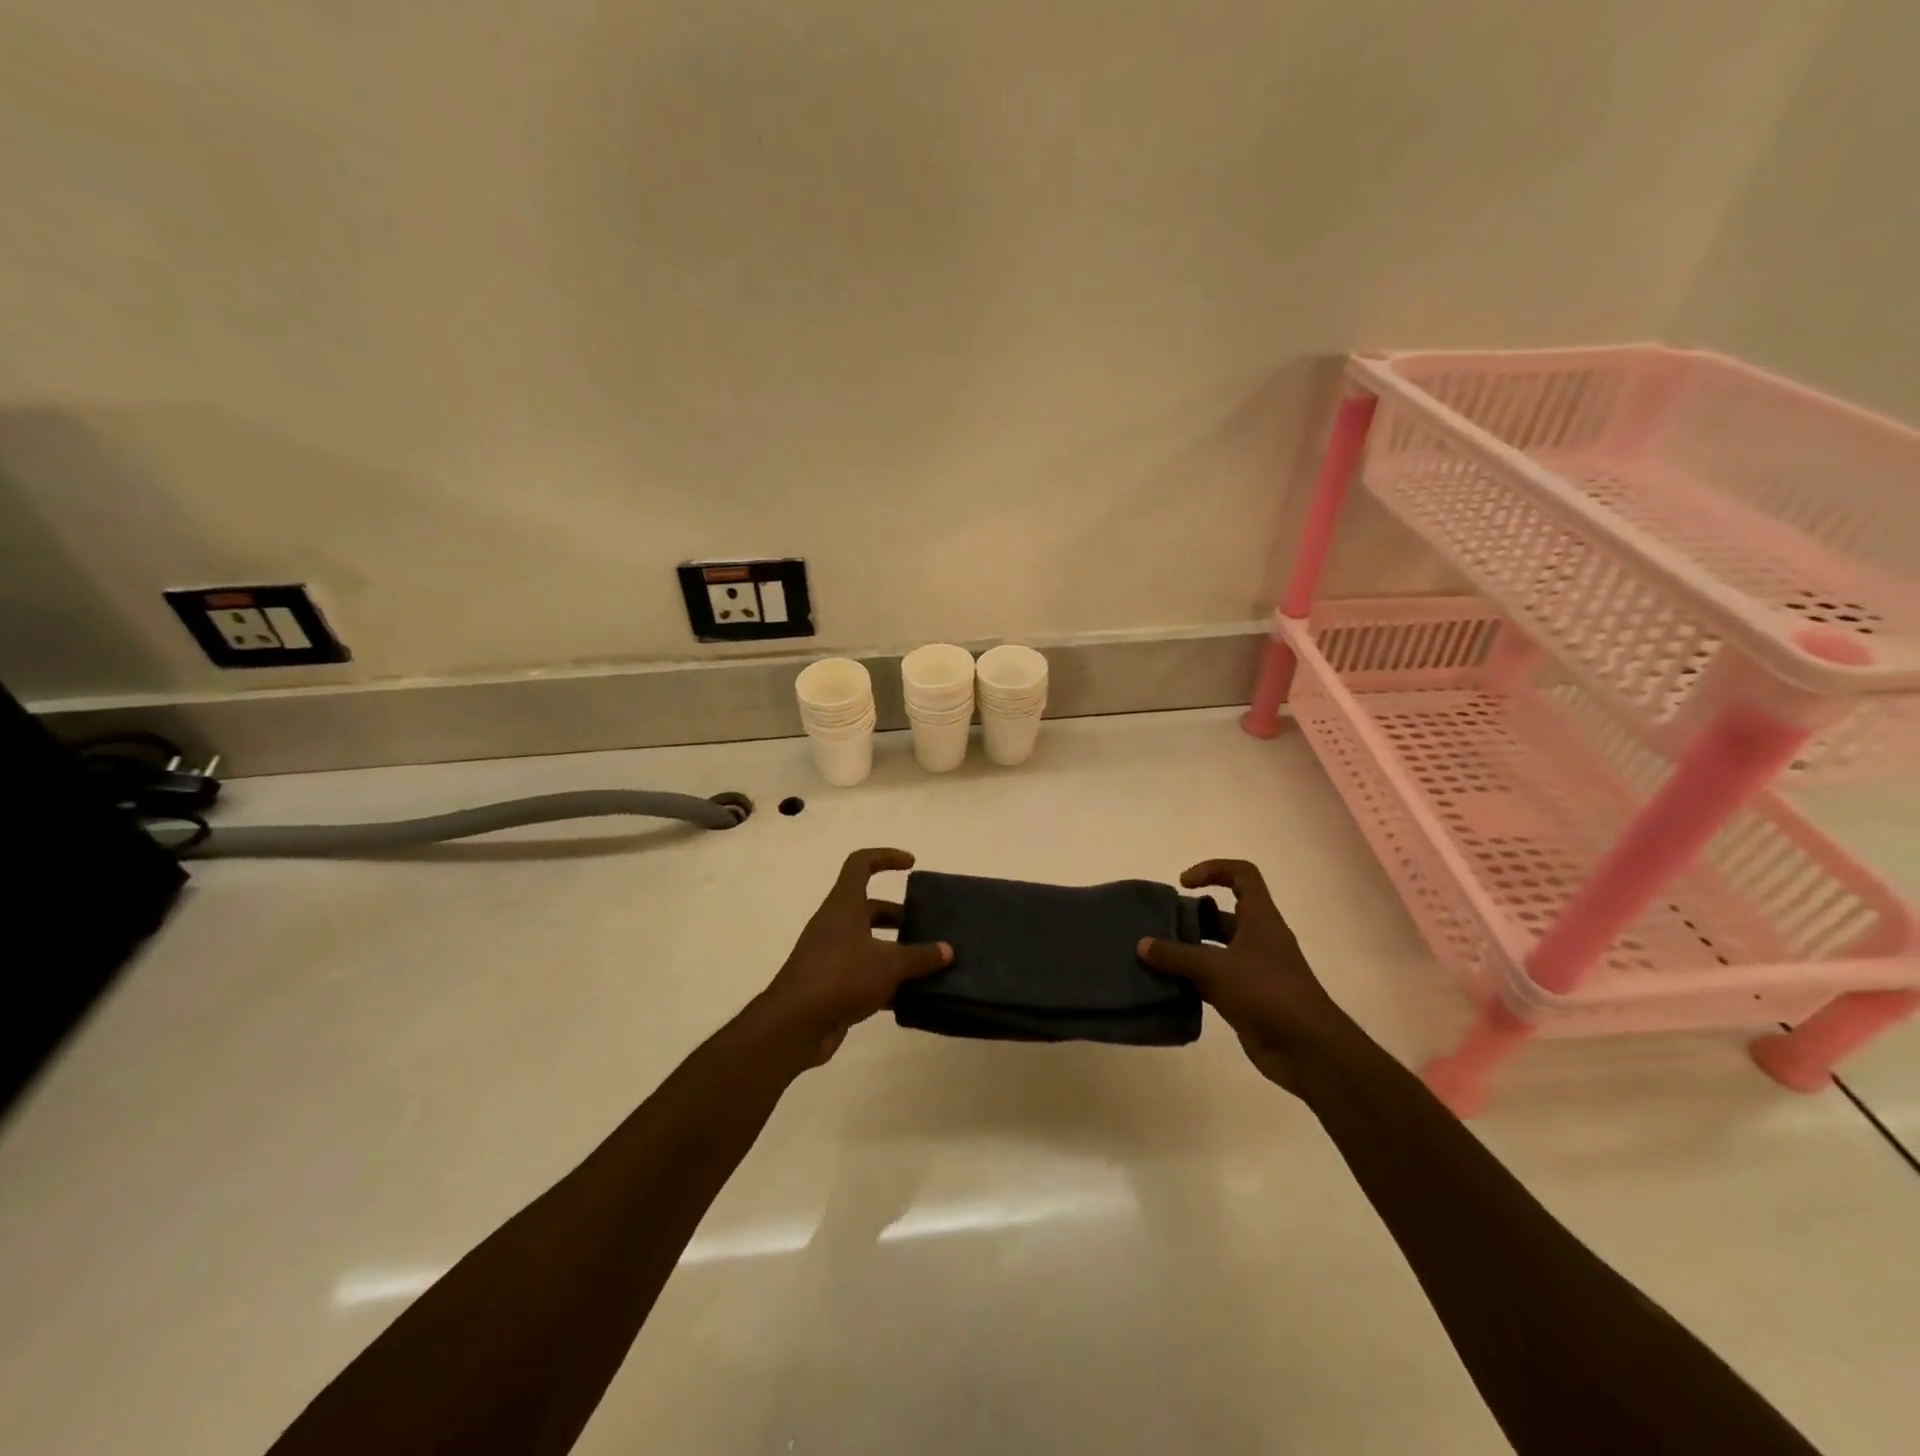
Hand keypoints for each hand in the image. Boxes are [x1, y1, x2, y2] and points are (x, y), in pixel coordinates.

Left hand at [757, 848, 951, 1066]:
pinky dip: (885, 981)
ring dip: (895, 950)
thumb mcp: (889, 964)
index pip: (860, 864)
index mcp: (844, 905)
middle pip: (868, 907)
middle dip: (899, 915)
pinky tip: (910, 996)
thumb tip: (947, 950)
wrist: (794, 1025)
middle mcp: (835, 925)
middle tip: (926, 927)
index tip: (911, 864)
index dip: (885, 857)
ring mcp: (830, 955)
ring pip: (868, 943)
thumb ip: (920, 956)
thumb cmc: (841, 977)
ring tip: (927, 964)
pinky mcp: (830, 985)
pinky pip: (863, 974)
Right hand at [1138, 859, 1353, 1092]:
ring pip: (1214, 950)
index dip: (1213, 869)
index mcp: (1260, 919)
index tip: (1184, 884)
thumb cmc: (1266, 993)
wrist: (1307, 1050)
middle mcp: (1257, 939)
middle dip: (1191, 916)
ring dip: (1187, 951)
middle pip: (1222, 914)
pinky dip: (1191, 981)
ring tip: (1153, 955)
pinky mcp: (1246, 998)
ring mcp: (1253, 970)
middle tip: (1159, 925)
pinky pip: (1212, 980)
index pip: (1242, 875)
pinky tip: (1166, 986)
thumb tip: (1142, 944)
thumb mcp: (1215, 968)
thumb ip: (1176, 956)